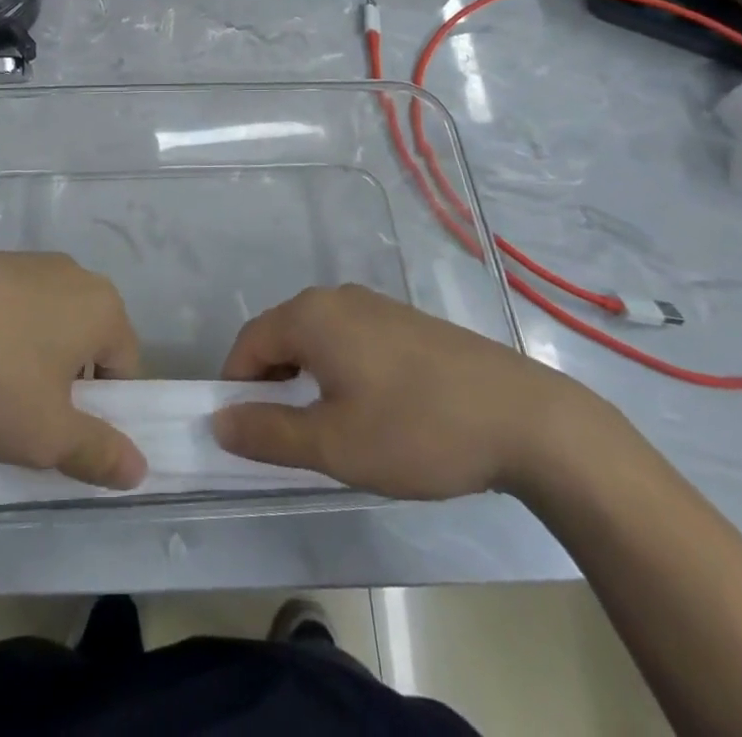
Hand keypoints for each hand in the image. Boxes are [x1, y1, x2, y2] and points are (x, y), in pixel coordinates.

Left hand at [0, 252, 146, 489]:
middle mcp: (73, 273)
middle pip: (87, 337)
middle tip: (32, 416)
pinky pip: (10, 304)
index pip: (125, 364)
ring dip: (33, 354)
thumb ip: (99, 453)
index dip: (106, 407)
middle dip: (69, 378)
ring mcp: (27, 261)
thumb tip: (138, 471)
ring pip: (47, 319)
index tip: (68, 434)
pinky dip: (0, 331)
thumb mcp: (49, 434)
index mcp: (102, 307)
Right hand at [213, 285, 597, 499]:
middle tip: (290, 439)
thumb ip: (268, 432)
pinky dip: (341, 371)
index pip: (248, 344)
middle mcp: (337, 297)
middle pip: (281, 336)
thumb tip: (218, 421)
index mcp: (311, 315)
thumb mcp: (333, 444)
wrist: (523, 418)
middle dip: (272, 385)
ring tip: (332, 431)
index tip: (247, 435)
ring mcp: (376, 305)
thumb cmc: (415, 429)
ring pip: (317, 339)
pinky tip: (372, 411)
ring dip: (307, 380)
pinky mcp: (406, 321)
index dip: (236, 389)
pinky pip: (351, 340)